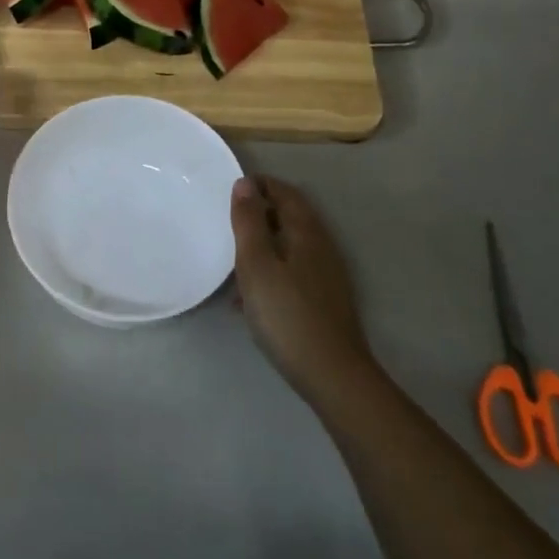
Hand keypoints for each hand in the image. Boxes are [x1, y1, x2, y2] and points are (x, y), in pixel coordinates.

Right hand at [230, 175, 375, 398]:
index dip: (259, 185)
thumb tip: (245, 183)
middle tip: (227, 223)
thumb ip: (249, 222)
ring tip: (232, 263)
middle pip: (288, 217)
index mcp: (306, 231)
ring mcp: (326, 274)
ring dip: (262, 245)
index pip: (284, 192)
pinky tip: (250, 299)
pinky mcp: (323, 299)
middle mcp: (321, 246)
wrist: (331, 374)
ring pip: (289, 246)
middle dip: (258, 214)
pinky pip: (292, 271)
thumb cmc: (286, 314)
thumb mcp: (256, 264)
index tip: (230, 190)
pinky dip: (270, 272)